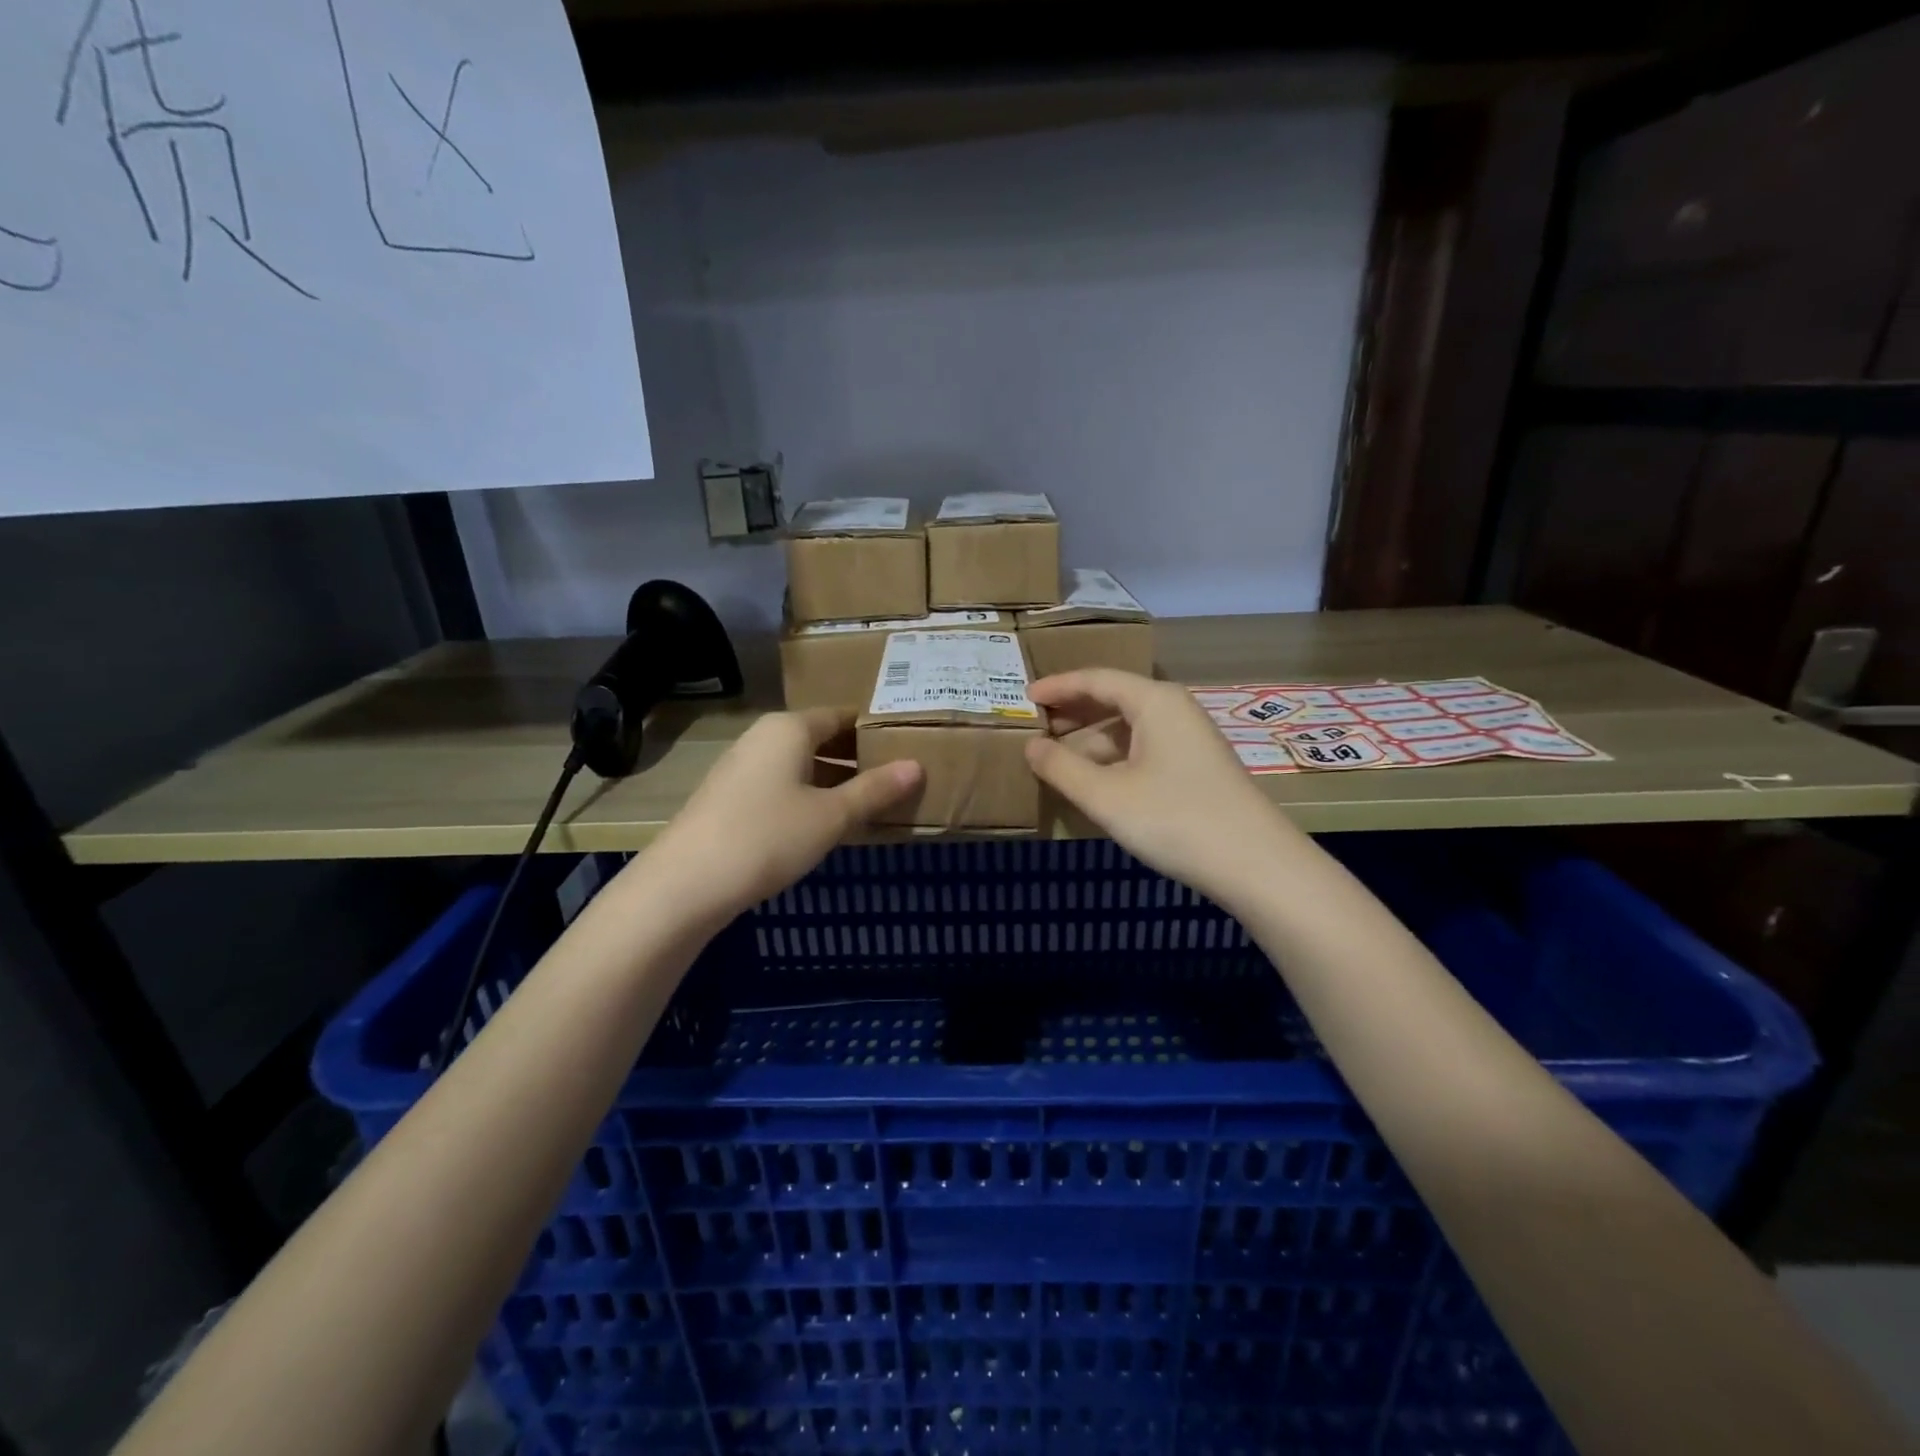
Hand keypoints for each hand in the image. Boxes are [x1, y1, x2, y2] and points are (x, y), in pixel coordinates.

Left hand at [644, 709, 921, 921]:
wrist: (686, 883)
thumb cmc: (768, 837)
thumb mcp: (831, 816)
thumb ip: (875, 789)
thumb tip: (917, 766)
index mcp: (789, 728)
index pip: (842, 715)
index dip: (876, 729)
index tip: (909, 745)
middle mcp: (764, 738)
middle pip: (822, 738)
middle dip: (859, 757)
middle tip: (899, 777)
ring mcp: (743, 768)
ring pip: (802, 765)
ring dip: (836, 781)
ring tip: (874, 803)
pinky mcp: (731, 798)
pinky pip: (783, 786)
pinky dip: (810, 797)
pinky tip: (829, 824)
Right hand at [1026, 669, 1298, 905]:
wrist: (1256, 865)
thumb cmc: (1174, 819)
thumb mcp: (1105, 795)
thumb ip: (1061, 767)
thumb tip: (1030, 746)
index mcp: (1154, 701)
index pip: (1096, 679)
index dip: (1057, 686)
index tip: (1025, 697)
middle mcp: (1174, 710)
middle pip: (1114, 699)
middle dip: (1073, 712)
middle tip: (1034, 726)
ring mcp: (1189, 739)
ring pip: (1129, 729)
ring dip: (1091, 741)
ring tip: (1055, 759)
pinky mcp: (1197, 768)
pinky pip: (1144, 750)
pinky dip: (1113, 759)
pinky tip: (1095, 782)